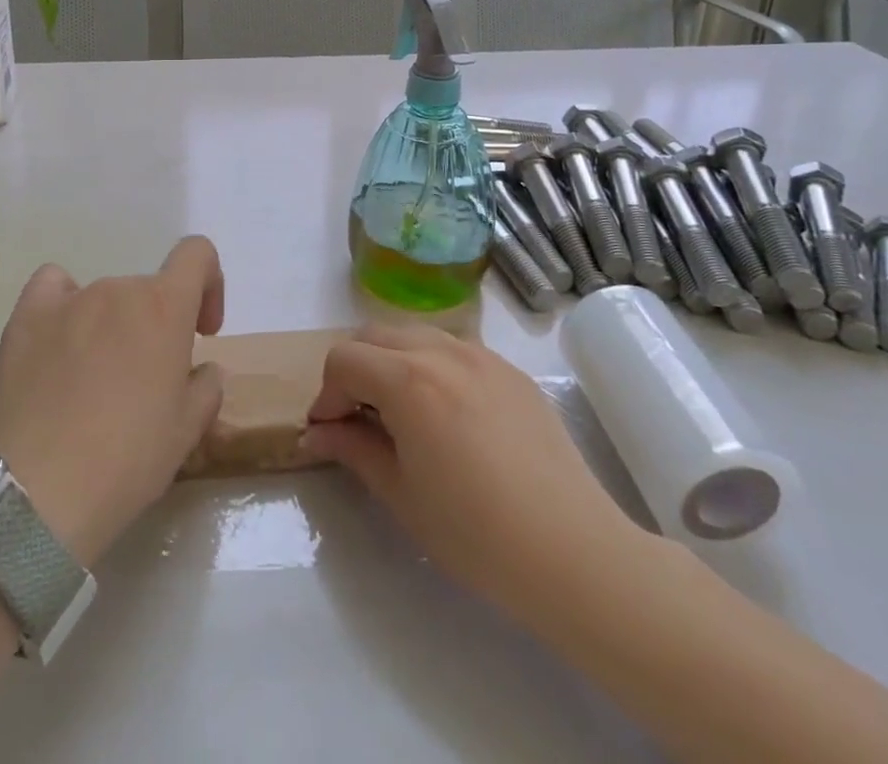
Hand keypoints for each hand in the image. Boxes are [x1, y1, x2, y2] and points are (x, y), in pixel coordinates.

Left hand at [0, 236, 225, 567]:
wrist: (38, 492)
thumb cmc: (127, 460)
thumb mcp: (187, 431)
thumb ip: (206, 386)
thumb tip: (199, 369)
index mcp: (165, 306)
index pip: (197, 254)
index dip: (209, 284)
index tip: (202, 330)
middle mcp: (118, 289)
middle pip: (148, 290)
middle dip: (156, 326)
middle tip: (145, 382)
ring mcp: (69, 299)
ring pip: (104, 298)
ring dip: (112, 327)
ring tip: (93, 382)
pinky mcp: (26, 317)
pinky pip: (54, 288)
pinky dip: (63, 304)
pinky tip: (59, 341)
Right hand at [300, 326, 645, 624]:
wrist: (572, 551)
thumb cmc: (475, 532)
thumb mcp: (401, 493)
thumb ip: (353, 449)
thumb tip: (316, 435)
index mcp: (408, 379)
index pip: (344, 360)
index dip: (327, 395)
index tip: (329, 433)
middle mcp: (441, 351)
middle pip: (375, 335)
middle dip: (354, 370)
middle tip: (357, 418)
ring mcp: (481, 354)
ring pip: (414, 335)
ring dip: (392, 362)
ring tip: (401, 413)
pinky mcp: (509, 370)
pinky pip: (454, 349)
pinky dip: (431, 366)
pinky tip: (447, 415)